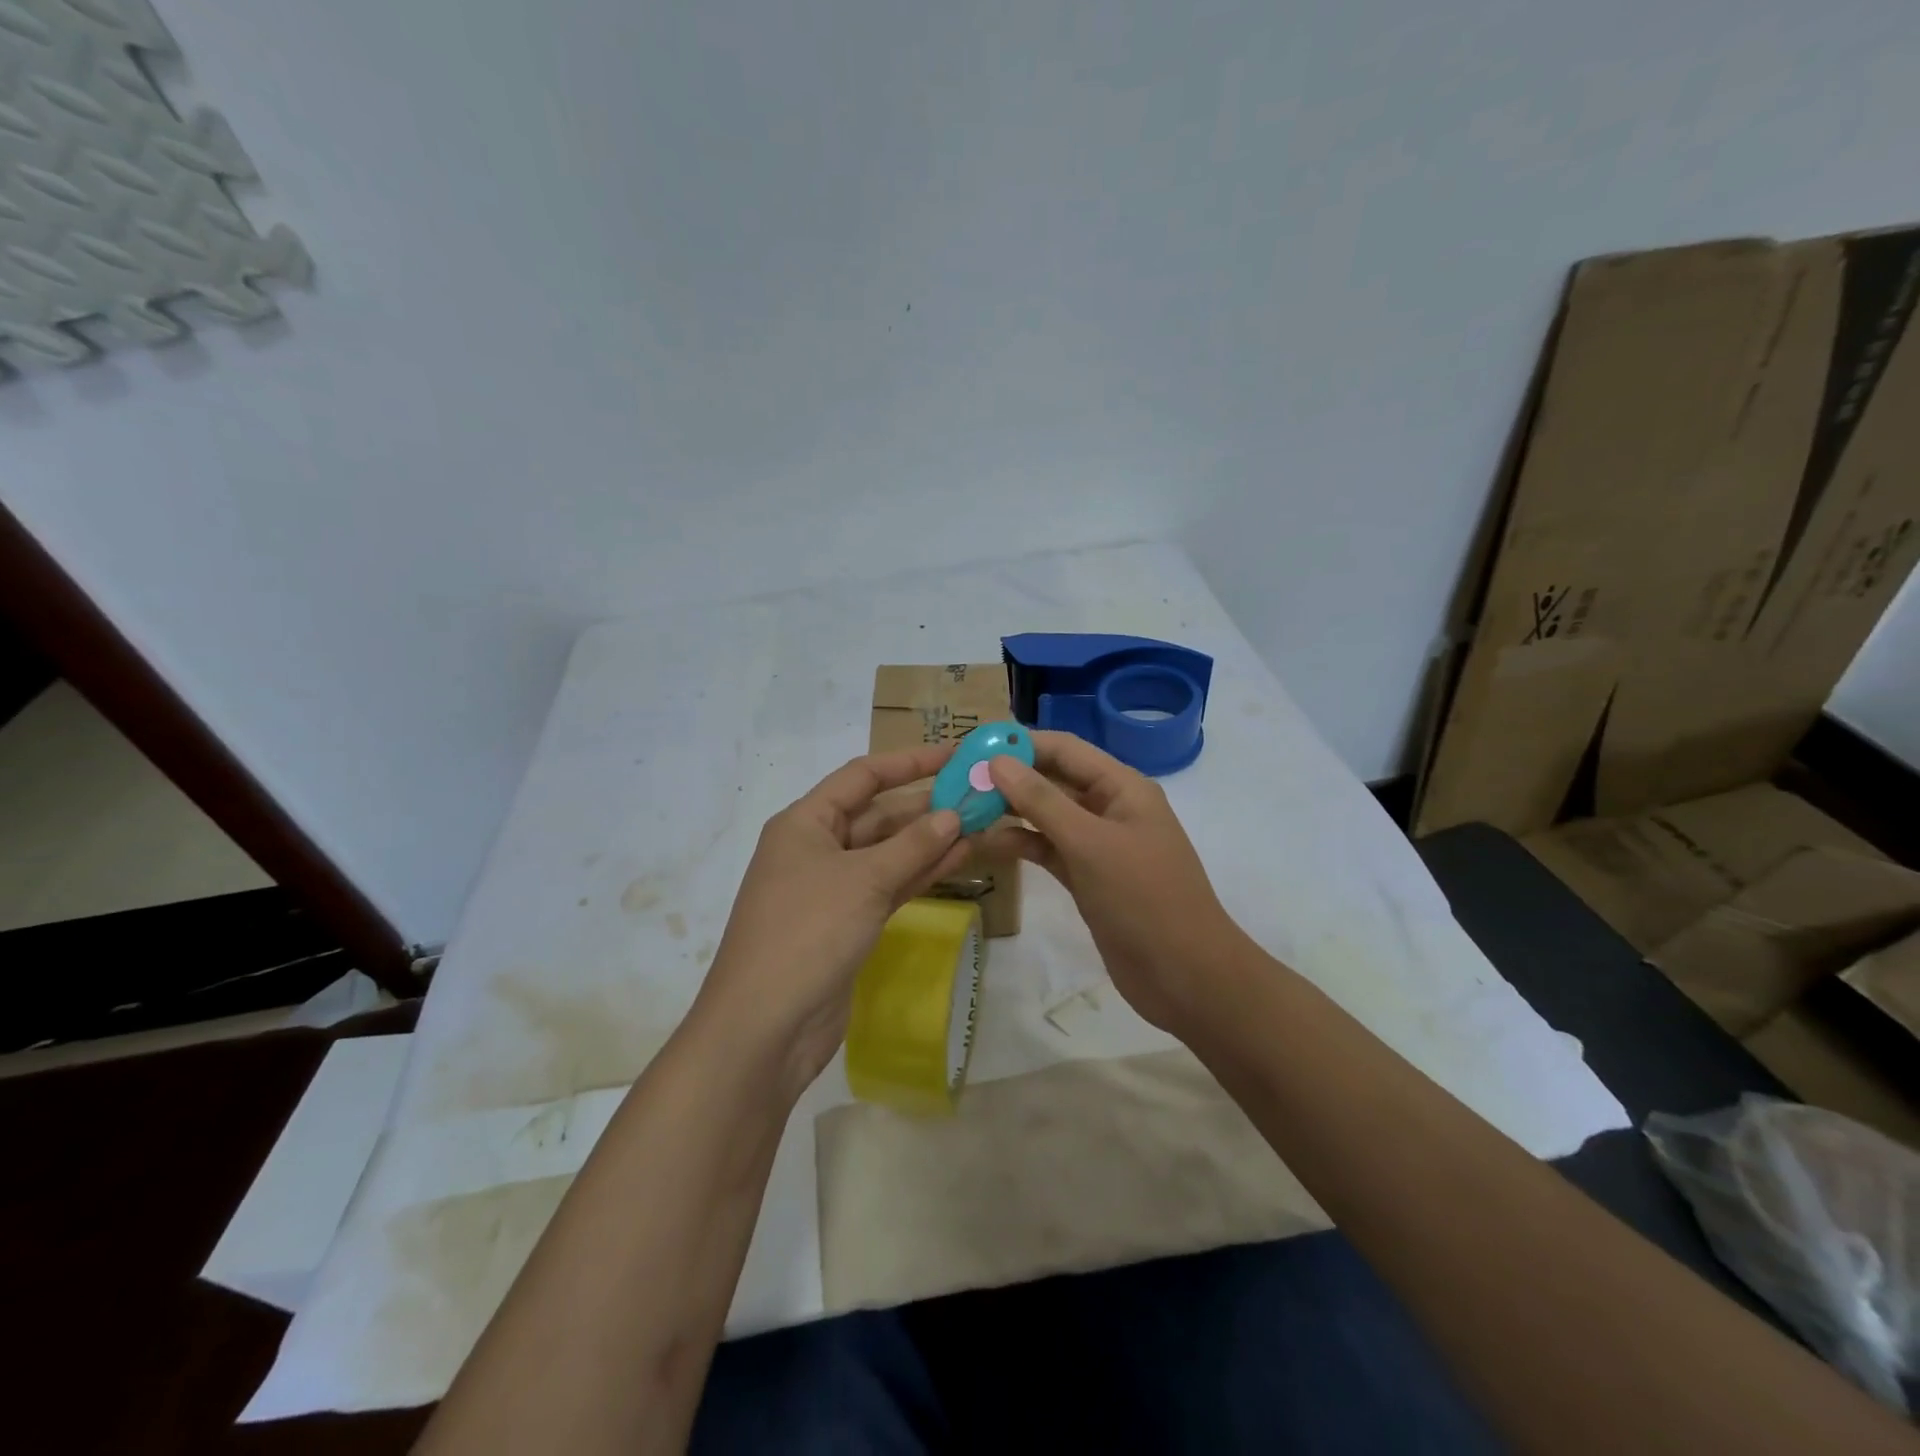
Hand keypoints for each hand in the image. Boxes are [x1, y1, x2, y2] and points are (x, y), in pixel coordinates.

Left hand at [691, 745, 968, 1097]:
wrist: (766, 1026)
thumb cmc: (808, 933)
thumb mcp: (864, 881)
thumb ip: (912, 846)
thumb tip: (953, 814)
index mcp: (805, 823)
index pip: (862, 776)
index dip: (909, 762)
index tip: (954, 754)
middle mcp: (816, 847)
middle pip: (877, 813)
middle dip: (926, 805)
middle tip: (978, 795)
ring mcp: (831, 888)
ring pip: (887, 852)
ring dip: (929, 840)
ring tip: (980, 823)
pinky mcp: (846, 922)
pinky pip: (888, 885)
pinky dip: (920, 872)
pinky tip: (959, 859)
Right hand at [983, 731, 1249, 1034]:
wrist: (1184, 975)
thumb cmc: (1143, 898)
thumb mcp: (1090, 844)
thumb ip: (1042, 801)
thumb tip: (997, 761)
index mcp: (1122, 787)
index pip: (1064, 749)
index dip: (1020, 743)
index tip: (972, 746)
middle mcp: (1109, 807)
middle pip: (1053, 779)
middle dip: (1009, 777)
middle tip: (958, 779)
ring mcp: (1098, 844)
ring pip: (1047, 815)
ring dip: (1010, 811)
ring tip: (962, 808)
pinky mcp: (1087, 876)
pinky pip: (1048, 848)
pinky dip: (1020, 843)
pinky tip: (986, 843)